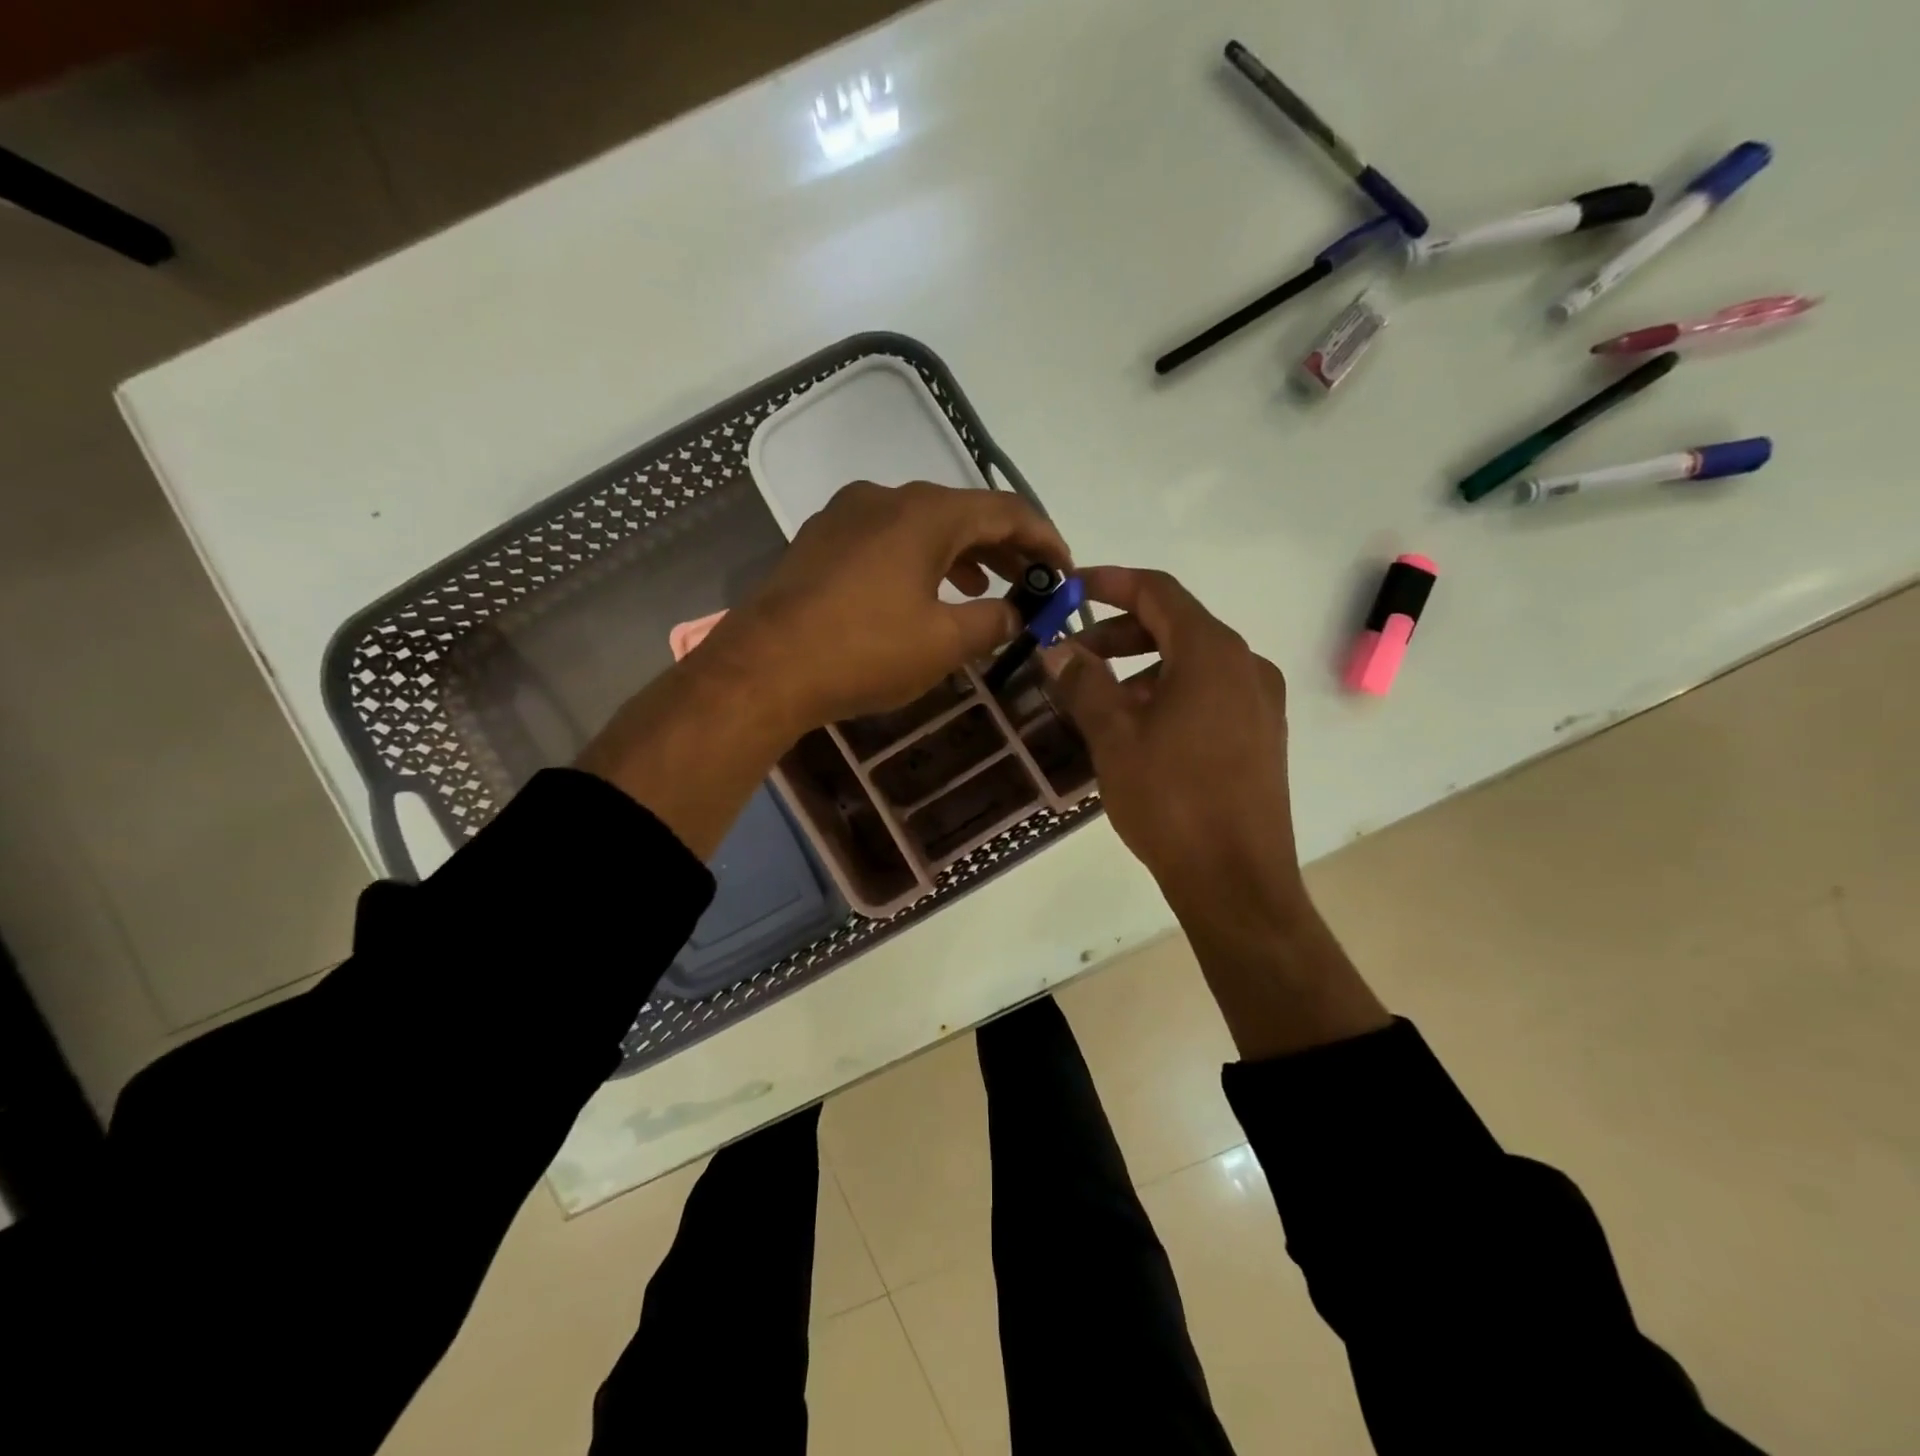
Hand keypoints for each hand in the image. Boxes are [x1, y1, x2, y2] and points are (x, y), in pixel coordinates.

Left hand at [706, 480, 1071, 729]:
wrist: (765, 668)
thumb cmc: (864, 651)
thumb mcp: (943, 643)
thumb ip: (992, 622)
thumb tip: (1017, 614)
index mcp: (926, 512)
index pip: (1006, 510)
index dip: (1044, 539)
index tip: (1064, 570)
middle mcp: (887, 497)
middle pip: (964, 513)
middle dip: (1005, 548)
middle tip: (1033, 581)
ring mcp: (847, 515)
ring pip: (923, 525)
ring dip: (963, 554)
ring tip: (987, 588)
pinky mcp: (822, 540)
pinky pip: (888, 539)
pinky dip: (921, 560)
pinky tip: (925, 591)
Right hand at [1042, 567, 1302, 920]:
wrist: (1236, 880)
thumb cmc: (1171, 800)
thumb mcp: (1114, 737)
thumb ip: (1084, 683)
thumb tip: (1057, 648)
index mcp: (1212, 653)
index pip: (1158, 591)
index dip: (1111, 583)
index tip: (1070, 589)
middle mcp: (1246, 665)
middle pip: (1176, 625)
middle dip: (1120, 632)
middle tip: (1073, 655)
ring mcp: (1261, 701)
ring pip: (1192, 663)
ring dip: (1142, 667)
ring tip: (1099, 701)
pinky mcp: (1263, 735)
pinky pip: (1210, 693)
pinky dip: (1169, 693)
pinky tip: (1138, 729)